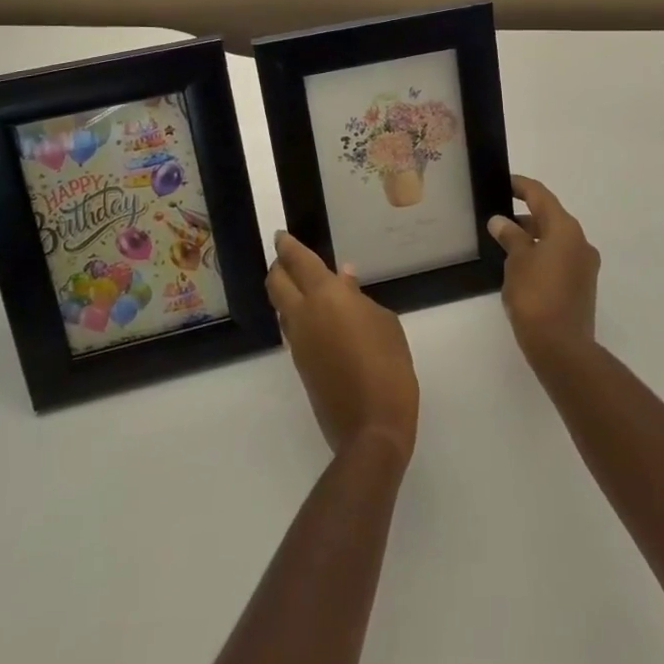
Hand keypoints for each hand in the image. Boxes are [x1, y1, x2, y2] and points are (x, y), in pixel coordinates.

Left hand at [265, 233, 418, 464]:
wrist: (371, 428)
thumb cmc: (387, 366)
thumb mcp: (384, 323)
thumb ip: (358, 297)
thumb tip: (343, 280)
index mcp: (325, 297)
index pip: (298, 262)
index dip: (287, 246)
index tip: (281, 235)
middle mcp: (303, 315)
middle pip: (276, 283)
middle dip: (279, 266)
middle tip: (289, 258)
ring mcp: (298, 343)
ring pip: (281, 307)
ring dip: (286, 292)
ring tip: (307, 286)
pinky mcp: (300, 365)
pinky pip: (292, 329)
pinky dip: (297, 314)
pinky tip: (319, 317)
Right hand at [489, 174, 600, 367]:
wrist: (562, 347)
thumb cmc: (536, 296)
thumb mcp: (516, 261)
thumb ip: (510, 236)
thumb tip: (500, 221)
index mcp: (565, 229)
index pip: (541, 196)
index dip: (521, 186)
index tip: (504, 181)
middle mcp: (580, 242)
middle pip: (550, 217)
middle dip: (525, 214)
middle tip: (498, 215)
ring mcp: (584, 265)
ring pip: (555, 240)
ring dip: (532, 236)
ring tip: (505, 241)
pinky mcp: (582, 286)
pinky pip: (559, 258)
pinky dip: (541, 254)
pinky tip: (521, 266)